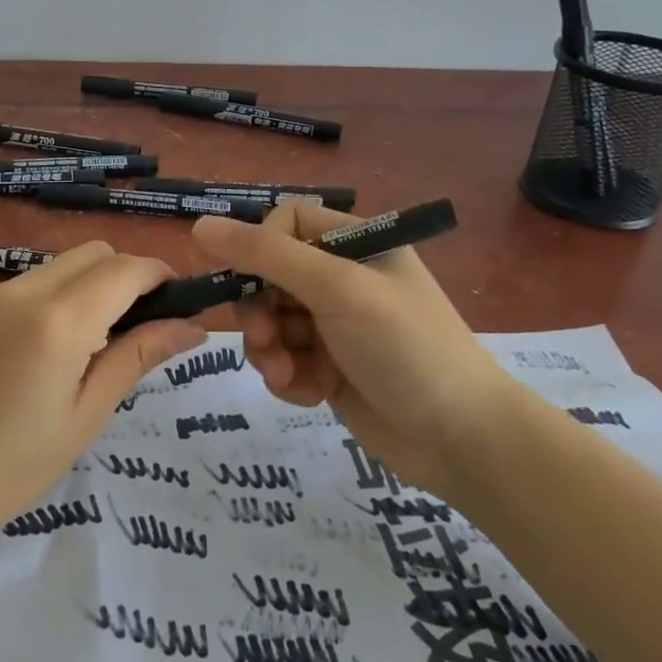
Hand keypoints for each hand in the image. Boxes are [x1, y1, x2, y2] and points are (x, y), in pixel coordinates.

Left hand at [0, 243, 203, 553]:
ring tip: (84, 348)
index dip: (160, 276)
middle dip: (125, 276)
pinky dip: (48, 301)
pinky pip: (21, 286)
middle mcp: (21, 292)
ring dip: (86, 288)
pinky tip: (36, 354)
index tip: (177, 304)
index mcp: (57, 322)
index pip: (126, 269)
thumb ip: (136, 358)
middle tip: (134, 329)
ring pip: (56, 266)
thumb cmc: (5, 470)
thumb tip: (191, 327)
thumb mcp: (83, 418)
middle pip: (92, 254)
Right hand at [192, 202, 523, 494]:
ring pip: (271, 322)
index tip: (251, 282)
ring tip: (288, 376)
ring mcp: (336, 325)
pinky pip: (285, 359)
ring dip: (270, 350)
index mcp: (356, 243)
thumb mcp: (337, 289)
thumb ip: (268, 255)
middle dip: (259, 311)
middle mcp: (343, 278)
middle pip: (269, 276)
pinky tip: (310, 395)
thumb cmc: (405, 347)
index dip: (260, 249)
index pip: (286, 223)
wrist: (461, 439)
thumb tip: (200, 225)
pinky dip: (288, 377)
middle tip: (264, 340)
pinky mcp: (330, 367)